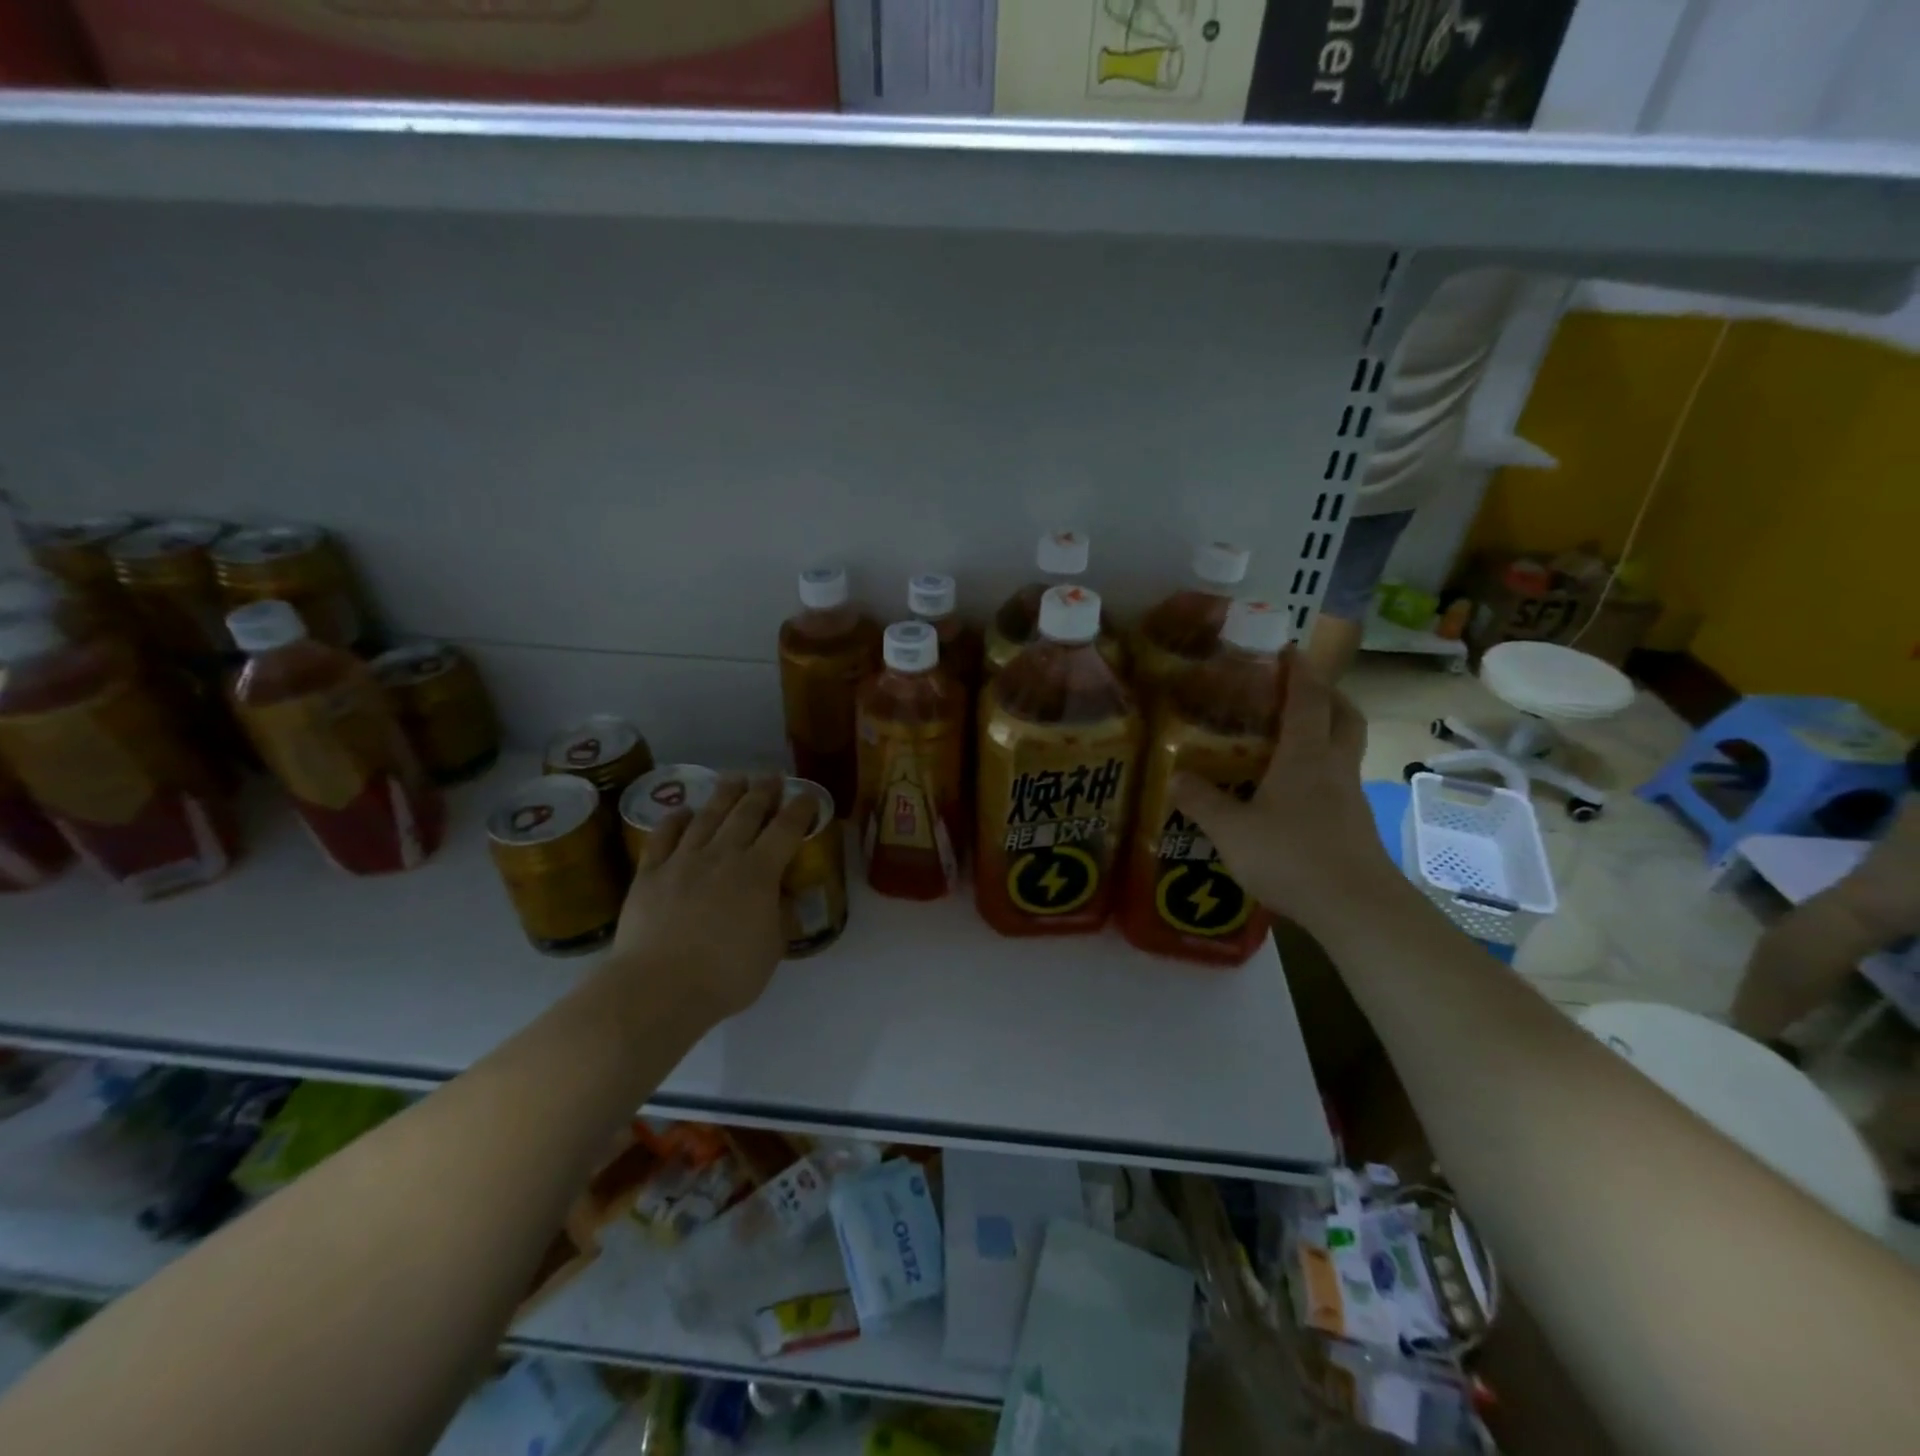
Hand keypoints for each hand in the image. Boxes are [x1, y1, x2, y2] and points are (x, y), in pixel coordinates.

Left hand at [611, 774, 817, 1027]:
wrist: (658, 988)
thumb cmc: (725, 974)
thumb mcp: (772, 950)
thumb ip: (781, 917)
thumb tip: (783, 895)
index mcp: (759, 872)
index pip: (786, 830)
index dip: (800, 810)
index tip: (808, 797)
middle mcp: (723, 856)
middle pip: (746, 813)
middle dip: (763, 792)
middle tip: (772, 777)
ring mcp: (683, 861)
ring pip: (707, 817)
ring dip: (724, 795)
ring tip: (735, 778)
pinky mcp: (650, 874)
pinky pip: (663, 837)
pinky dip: (674, 820)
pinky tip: (682, 811)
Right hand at [1171, 654, 1404, 935]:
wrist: (1355, 907)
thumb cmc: (1291, 856)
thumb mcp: (1231, 830)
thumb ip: (1202, 802)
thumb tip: (1175, 776)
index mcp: (1305, 755)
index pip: (1308, 698)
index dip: (1299, 671)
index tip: (1289, 649)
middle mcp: (1334, 766)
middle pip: (1344, 716)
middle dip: (1328, 696)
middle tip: (1301, 692)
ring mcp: (1350, 797)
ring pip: (1346, 750)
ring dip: (1328, 733)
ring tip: (1292, 740)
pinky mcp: (1355, 825)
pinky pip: (1340, 782)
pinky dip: (1322, 772)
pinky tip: (1295, 794)